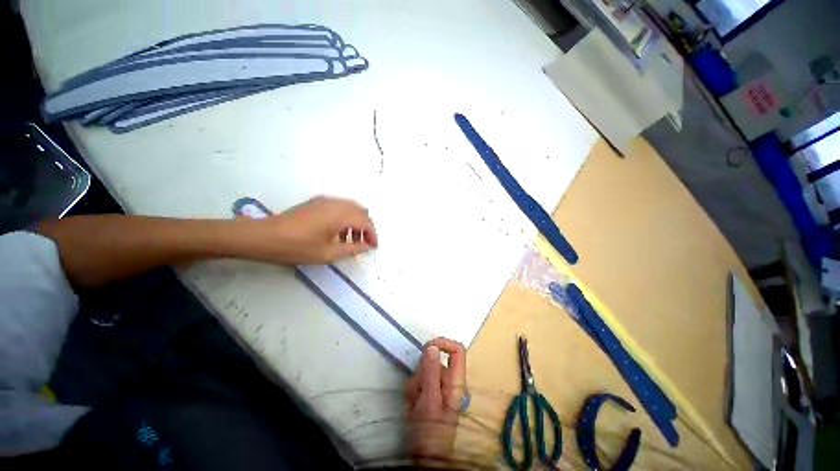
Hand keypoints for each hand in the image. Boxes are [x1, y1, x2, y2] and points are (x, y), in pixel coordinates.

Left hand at [240, 196, 377, 264]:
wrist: (264, 236)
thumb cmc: (298, 247)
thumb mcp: (328, 253)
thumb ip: (352, 249)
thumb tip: (367, 246)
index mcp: (341, 215)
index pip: (366, 222)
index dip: (373, 235)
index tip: (374, 247)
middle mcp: (336, 203)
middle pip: (361, 212)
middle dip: (367, 227)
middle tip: (364, 243)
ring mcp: (325, 200)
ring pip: (351, 207)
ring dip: (357, 222)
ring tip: (351, 239)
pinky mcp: (317, 201)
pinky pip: (340, 206)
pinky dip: (346, 217)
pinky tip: (338, 231)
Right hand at [405, 338, 467, 461]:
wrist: (425, 459)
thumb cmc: (431, 432)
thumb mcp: (430, 400)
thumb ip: (431, 372)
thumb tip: (432, 346)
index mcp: (456, 381)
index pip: (458, 350)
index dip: (444, 343)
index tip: (428, 346)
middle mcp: (448, 381)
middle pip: (435, 360)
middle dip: (422, 371)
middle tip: (418, 390)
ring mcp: (438, 387)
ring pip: (423, 371)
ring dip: (415, 384)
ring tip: (415, 403)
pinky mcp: (428, 394)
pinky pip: (417, 382)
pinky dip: (412, 391)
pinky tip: (412, 406)